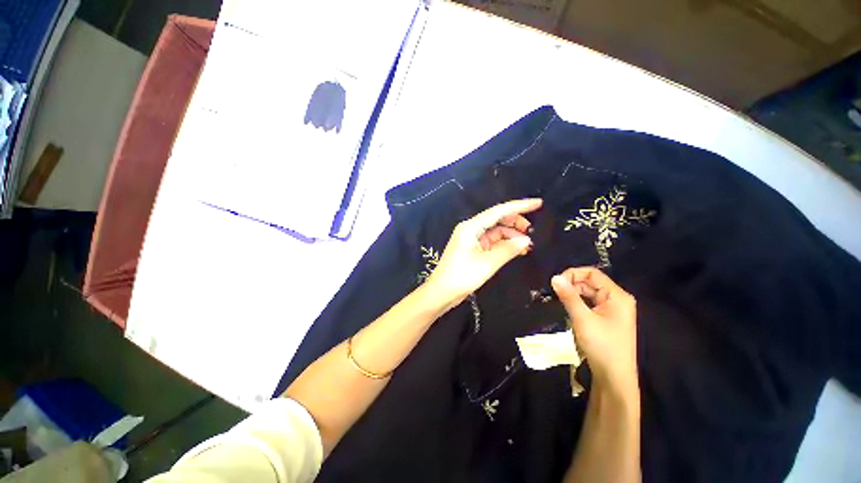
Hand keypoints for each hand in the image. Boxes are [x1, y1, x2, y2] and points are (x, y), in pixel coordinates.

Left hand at [425, 199, 541, 308]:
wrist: (442, 292)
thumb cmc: (461, 276)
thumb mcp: (487, 263)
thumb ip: (508, 249)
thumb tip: (526, 240)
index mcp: (471, 227)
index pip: (498, 211)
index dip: (519, 206)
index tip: (538, 203)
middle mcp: (471, 229)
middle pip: (497, 219)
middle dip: (515, 223)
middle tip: (532, 231)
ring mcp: (472, 239)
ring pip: (496, 231)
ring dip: (511, 236)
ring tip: (527, 245)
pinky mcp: (473, 249)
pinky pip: (492, 242)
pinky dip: (504, 245)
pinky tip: (517, 250)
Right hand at [551, 267, 638, 397]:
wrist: (614, 377)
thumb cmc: (601, 346)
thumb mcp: (582, 319)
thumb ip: (568, 296)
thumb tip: (555, 277)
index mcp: (617, 296)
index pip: (592, 273)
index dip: (573, 274)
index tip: (556, 283)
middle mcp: (617, 299)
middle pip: (591, 282)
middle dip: (572, 284)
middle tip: (555, 294)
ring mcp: (612, 309)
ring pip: (589, 292)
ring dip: (573, 294)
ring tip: (559, 301)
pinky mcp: (607, 317)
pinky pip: (590, 302)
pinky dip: (578, 302)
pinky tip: (568, 308)